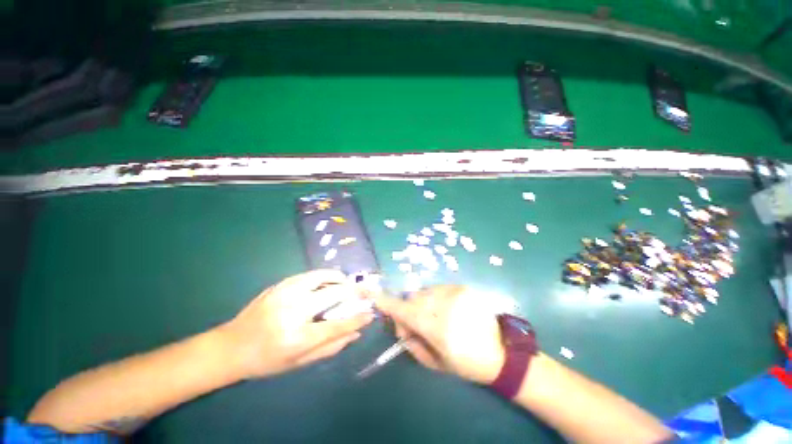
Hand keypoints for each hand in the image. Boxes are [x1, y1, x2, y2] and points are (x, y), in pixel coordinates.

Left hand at [218, 270, 373, 379]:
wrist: (231, 346)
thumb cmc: (266, 360)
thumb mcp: (299, 363)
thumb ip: (330, 347)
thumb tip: (356, 332)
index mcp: (297, 338)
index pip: (337, 325)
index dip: (357, 318)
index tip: (370, 313)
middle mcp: (293, 312)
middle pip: (333, 294)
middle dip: (353, 291)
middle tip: (362, 291)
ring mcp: (284, 294)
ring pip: (321, 277)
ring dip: (338, 278)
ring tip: (346, 282)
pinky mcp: (279, 285)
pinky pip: (308, 275)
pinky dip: (323, 275)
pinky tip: (327, 280)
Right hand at [374, 285, 504, 383]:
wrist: (500, 353)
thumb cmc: (466, 363)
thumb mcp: (435, 363)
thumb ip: (412, 342)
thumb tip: (400, 325)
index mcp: (439, 328)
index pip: (405, 311)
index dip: (386, 302)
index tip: (369, 292)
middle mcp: (445, 305)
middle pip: (413, 299)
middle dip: (408, 310)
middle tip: (415, 325)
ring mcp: (455, 293)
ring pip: (424, 293)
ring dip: (422, 304)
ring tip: (435, 317)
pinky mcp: (462, 287)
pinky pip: (437, 289)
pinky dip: (435, 299)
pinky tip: (446, 310)